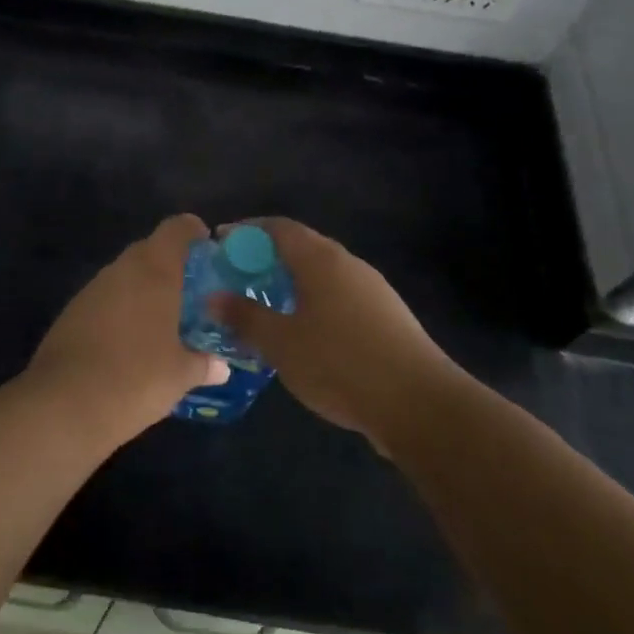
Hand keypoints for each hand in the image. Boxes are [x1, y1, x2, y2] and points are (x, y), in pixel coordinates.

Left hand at [24, 214, 230, 444]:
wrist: (63, 405)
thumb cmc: (136, 378)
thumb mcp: (180, 376)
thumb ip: (203, 364)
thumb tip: (220, 367)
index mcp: (154, 272)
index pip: (176, 229)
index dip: (193, 231)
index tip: (208, 246)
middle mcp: (121, 270)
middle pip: (149, 250)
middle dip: (170, 265)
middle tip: (192, 291)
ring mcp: (91, 290)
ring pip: (124, 276)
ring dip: (143, 289)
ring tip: (164, 319)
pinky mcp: (71, 313)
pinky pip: (105, 300)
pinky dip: (121, 310)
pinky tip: (131, 340)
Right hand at [212, 218, 455, 441]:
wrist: (420, 405)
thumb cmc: (340, 363)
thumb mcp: (281, 343)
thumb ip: (245, 317)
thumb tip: (213, 297)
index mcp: (321, 260)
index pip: (278, 228)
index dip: (247, 231)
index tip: (221, 243)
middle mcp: (349, 265)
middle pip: (302, 248)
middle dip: (267, 260)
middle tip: (238, 281)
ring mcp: (373, 291)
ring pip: (323, 276)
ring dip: (292, 285)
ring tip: (266, 310)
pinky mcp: (387, 319)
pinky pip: (340, 299)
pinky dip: (314, 305)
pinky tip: (304, 337)